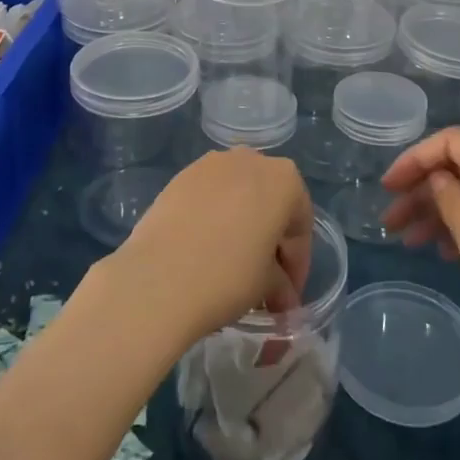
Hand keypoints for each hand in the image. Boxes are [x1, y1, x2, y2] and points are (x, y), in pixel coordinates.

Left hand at [110, 149, 313, 346]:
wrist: (158, 277)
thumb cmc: (227, 276)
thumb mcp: (266, 285)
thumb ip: (281, 284)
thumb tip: (284, 300)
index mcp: (284, 179)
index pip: (300, 225)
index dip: (298, 264)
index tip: (288, 296)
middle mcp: (251, 159)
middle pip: (270, 203)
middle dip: (271, 242)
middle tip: (265, 282)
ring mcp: (212, 163)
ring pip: (239, 195)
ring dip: (243, 226)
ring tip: (233, 266)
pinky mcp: (181, 175)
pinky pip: (210, 196)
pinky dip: (215, 218)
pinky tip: (205, 249)